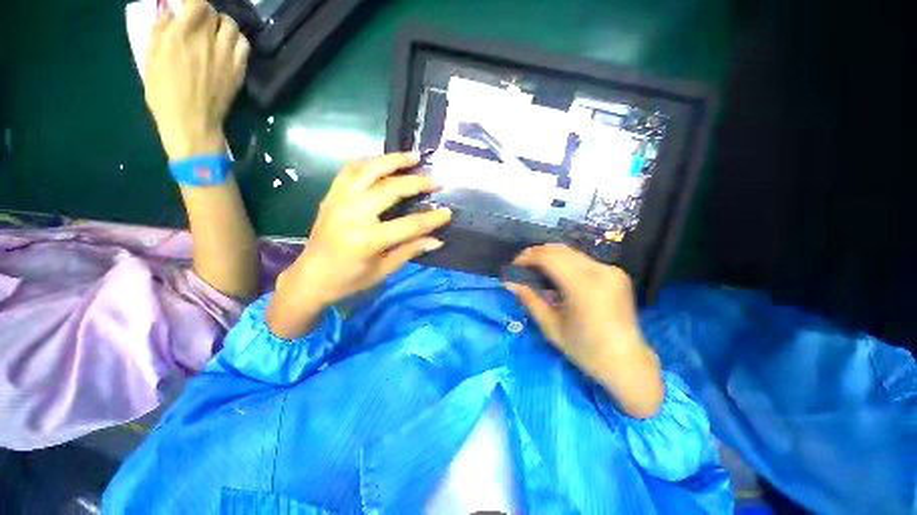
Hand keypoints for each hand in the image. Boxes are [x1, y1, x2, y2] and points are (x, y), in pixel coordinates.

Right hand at [144, 0, 249, 159]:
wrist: (192, 122)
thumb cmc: (164, 94)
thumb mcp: (150, 60)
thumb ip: (159, 33)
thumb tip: (169, 14)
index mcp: (181, 34)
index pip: (197, 2)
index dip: (194, 2)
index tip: (187, 7)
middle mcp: (206, 39)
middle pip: (214, 12)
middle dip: (205, 13)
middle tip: (199, 22)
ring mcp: (226, 55)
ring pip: (232, 26)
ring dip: (223, 25)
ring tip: (215, 33)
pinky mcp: (239, 70)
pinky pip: (245, 46)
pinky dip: (238, 41)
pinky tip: (229, 46)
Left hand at [267, 153, 452, 338]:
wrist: (310, 277)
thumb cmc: (349, 280)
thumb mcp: (383, 270)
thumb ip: (410, 251)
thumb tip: (437, 240)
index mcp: (367, 239)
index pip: (409, 225)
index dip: (432, 219)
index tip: (448, 212)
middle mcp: (353, 214)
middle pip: (390, 189)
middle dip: (417, 182)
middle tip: (435, 181)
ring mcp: (339, 201)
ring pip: (368, 169)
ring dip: (393, 160)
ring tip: (413, 156)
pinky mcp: (331, 196)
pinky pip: (350, 170)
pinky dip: (369, 162)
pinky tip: (383, 161)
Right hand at [507, 244, 663, 417]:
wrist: (627, 362)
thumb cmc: (586, 351)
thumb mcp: (551, 327)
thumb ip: (530, 300)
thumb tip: (509, 283)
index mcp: (584, 288)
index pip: (549, 258)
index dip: (528, 257)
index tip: (514, 265)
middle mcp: (601, 272)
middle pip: (560, 250)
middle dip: (537, 254)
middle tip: (522, 266)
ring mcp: (611, 270)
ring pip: (571, 252)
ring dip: (550, 256)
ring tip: (535, 269)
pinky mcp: (616, 273)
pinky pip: (583, 260)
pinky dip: (564, 262)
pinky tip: (556, 274)